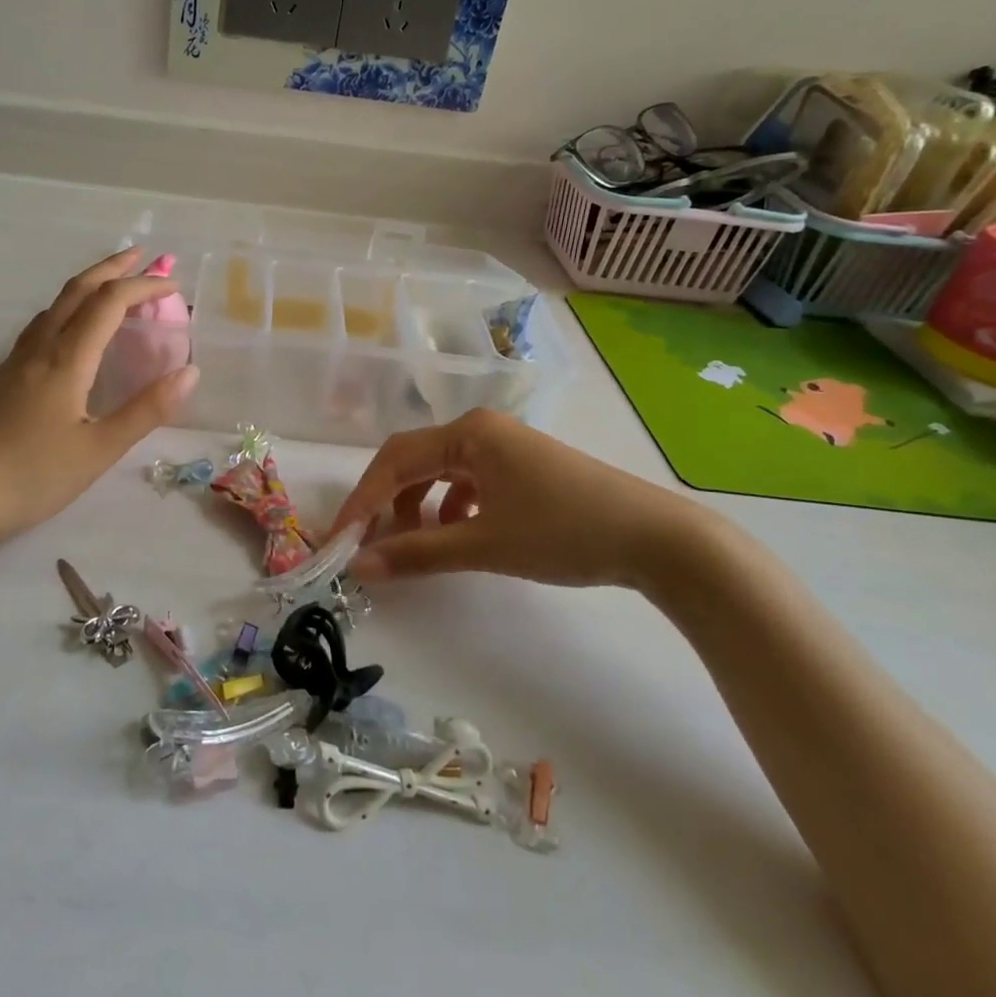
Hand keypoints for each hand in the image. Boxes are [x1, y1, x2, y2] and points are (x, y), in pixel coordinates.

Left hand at [0, 248, 196, 550]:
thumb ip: (146, 410)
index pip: (110, 303)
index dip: (144, 287)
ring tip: (112, 287)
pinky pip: (41, 326)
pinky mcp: (0, 379)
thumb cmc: (29, 476)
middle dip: (112, 268)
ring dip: (88, 286)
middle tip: (142, 256)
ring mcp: (14, 361)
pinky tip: (70, 332)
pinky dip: (68, 310)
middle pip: (77, 290)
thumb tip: (190, 372)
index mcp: (66, 359)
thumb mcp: (98, 451)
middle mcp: (39, 348)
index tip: (175, 288)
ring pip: (54, 306)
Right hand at [328, 409, 721, 590]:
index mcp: (468, 433)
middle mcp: (481, 429)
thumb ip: (418, 553)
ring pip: (440, 472)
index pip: (395, 460)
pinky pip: (468, 481)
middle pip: (414, 461)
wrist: (657, 539)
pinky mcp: (521, 468)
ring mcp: (504, 447)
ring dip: (418, 506)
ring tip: (413, 544)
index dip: (361, 500)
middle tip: (366, 544)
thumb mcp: (485, 544)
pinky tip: (457, 533)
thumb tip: (360, 567)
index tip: (338, 539)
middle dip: (386, 502)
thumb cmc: (564, 532)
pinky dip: (450, 507)